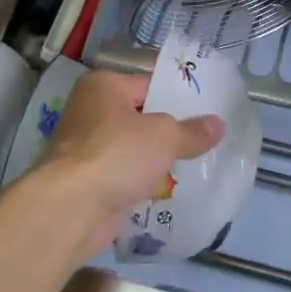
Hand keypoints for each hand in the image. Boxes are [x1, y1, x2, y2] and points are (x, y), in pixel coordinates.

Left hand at [20, 69, 223, 257]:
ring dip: (155, 158)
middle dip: (168, 129)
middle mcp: (90, 110)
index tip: (206, 106)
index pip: (148, 83)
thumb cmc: (118, 154)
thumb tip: (219, 124)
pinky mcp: (87, 181)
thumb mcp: (165, 137)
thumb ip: (192, 131)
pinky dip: (141, 181)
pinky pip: (124, 174)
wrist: (72, 209)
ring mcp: (86, 148)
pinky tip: (170, 189)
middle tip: (205, 136)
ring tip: (194, 162)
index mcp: (103, 86)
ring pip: (132, 147)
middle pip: (140, 116)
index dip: (177, 94)